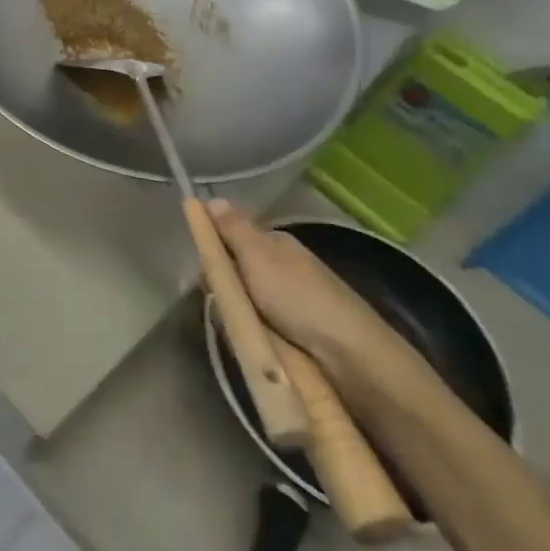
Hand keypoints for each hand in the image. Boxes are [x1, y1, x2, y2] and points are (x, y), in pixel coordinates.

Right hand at [205, 200, 404, 380]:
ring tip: (235, 326)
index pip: (230, 237)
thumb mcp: (258, 256)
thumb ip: (233, 229)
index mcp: (274, 244)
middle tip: (220, 301)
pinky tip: (250, 339)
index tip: (203, 270)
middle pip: (234, 270)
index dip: (213, 250)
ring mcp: (287, 299)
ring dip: (234, 312)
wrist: (346, 352)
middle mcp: (280, 266)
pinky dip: (250, 330)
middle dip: (222, 286)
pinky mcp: (291, 329)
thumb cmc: (297, 296)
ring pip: (241, 300)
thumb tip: (211, 198)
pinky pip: (255, 323)